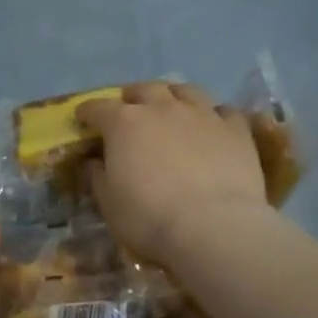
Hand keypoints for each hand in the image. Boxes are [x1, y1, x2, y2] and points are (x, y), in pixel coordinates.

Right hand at [77, 82, 268, 265]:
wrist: (214, 227)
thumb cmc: (150, 217)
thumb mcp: (109, 203)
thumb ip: (98, 175)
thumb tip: (94, 161)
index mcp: (124, 123)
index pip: (98, 108)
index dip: (87, 113)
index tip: (82, 120)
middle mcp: (162, 108)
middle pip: (144, 90)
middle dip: (132, 98)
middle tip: (130, 111)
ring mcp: (202, 114)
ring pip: (185, 91)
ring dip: (174, 96)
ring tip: (172, 108)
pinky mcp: (235, 129)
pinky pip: (224, 111)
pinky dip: (213, 115)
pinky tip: (212, 126)